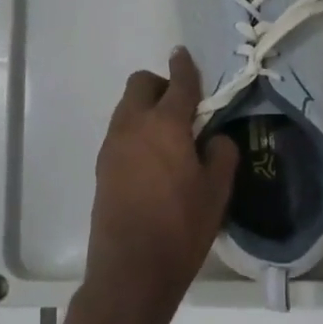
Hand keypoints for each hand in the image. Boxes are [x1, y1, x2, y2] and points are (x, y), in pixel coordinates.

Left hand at [85, 48, 238, 323]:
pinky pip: (120, 132)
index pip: (178, 83)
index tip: (184, 54)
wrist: (130, 269)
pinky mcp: (101, 166)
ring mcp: (112, 145)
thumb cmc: (180, 227)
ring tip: (170, 139)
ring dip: (146, 109)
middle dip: (161, 86)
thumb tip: (215, 139)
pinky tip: (152, 161)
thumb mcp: (216, 192)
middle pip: (141, 84)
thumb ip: (221, 154)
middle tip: (183, 110)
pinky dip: (136, 132)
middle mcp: (133, 125)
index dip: (184, 66)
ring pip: (127, 108)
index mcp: (165, 124)